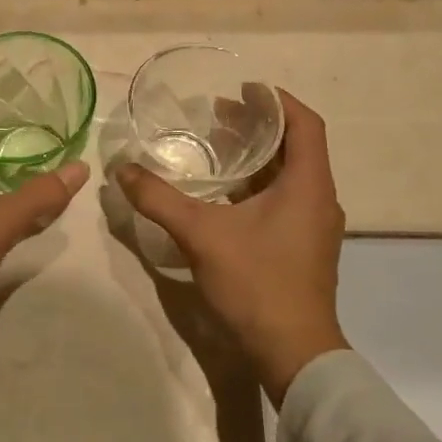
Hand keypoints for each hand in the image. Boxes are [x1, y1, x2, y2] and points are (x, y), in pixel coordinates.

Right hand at [116, 90, 345, 402]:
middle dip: (258, 126)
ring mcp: (313, 225)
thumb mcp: (201, 234)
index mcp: (308, 185)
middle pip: (295, 146)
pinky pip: (284, 198)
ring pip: (288, 174)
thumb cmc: (257, 283)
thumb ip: (160, 199)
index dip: (277, 100)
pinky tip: (223, 192)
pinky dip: (257, 183)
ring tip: (216, 145)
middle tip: (217, 115)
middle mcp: (318, 199)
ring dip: (256, 156)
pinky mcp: (303, 246)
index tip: (243, 89)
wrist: (292, 352)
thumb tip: (123, 169)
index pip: (305, 124)